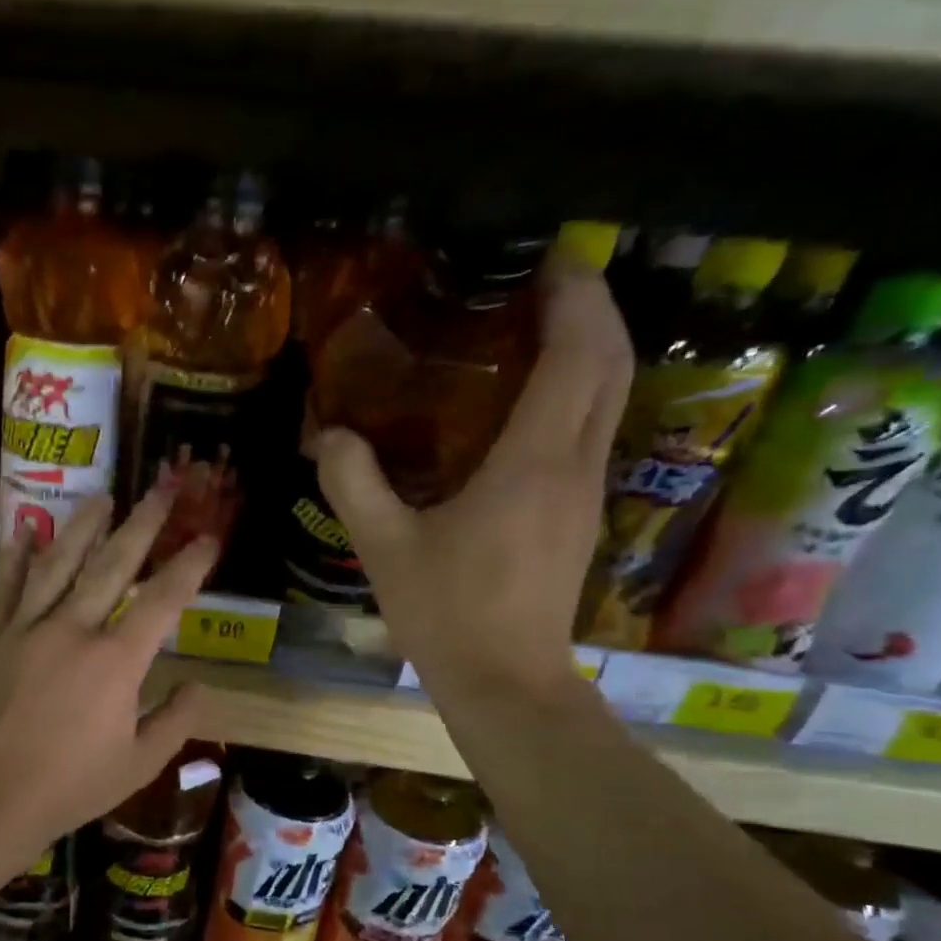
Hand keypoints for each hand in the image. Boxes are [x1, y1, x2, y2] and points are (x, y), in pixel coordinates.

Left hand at [0, 489, 216, 842]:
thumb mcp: (139, 764)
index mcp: (115, 662)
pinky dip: (17, 558)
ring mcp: (27, 630)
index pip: (163, 601)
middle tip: (163, 487)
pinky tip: (27, 530)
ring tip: (103, 497)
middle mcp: (73, 630)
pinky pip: (7, 589)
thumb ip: (176, 721)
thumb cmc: (70, 786)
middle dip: (144, 525)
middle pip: (113, 566)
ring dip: (83, 528)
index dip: (190, 566)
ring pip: (58, 565)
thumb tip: (199, 686)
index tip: (209, 538)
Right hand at [311, 256, 633, 702]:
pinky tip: (529, 404)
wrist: (505, 682)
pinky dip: (577, 394)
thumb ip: (353, 483)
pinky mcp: (580, 518)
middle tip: (548, 280)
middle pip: (611, 364)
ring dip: (590, 351)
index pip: (577, 355)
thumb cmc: (447, 613)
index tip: (551, 258)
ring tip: (539, 329)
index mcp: (532, 463)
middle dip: (594, 309)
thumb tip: (328, 433)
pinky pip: (591, 432)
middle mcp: (574, 466)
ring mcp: (585, 494)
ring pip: (610, 399)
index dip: (575, 297)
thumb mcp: (384, 547)